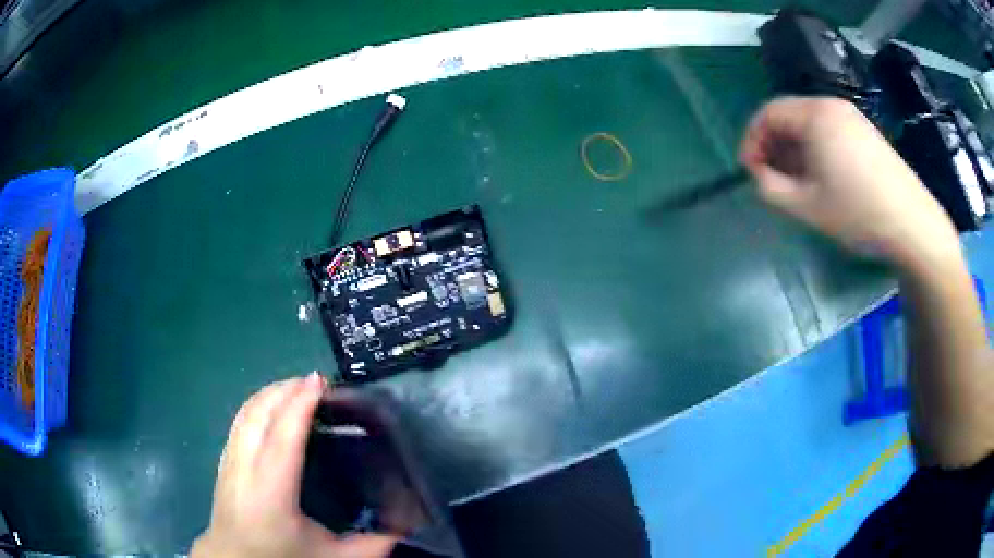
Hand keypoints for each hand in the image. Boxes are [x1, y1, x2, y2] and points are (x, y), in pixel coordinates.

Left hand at [192, 374, 396, 557]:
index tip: (320, 380)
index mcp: (271, 491)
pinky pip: (239, 421)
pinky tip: (272, 409)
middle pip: (259, 413)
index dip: (300, 403)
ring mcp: (229, 461)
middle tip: (316, 381)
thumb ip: (371, 545)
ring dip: (270, 393)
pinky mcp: (223, 462)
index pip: (283, 436)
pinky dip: (258, 405)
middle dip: (285, 389)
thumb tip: (406, 528)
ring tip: (296, 388)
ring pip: (245, 412)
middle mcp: (244, 468)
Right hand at [739, 96, 960, 270]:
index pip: (768, 113)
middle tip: (773, 181)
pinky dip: (817, 151)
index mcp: (814, 114)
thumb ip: (770, 188)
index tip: (750, 172)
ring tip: (798, 184)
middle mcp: (832, 105)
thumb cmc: (858, 213)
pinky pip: (830, 133)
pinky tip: (824, 179)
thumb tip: (760, 176)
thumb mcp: (806, 206)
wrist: (912, 225)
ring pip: (810, 126)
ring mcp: (853, 118)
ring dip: (795, 151)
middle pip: (790, 116)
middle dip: (774, 147)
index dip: (752, 141)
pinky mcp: (867, 134)